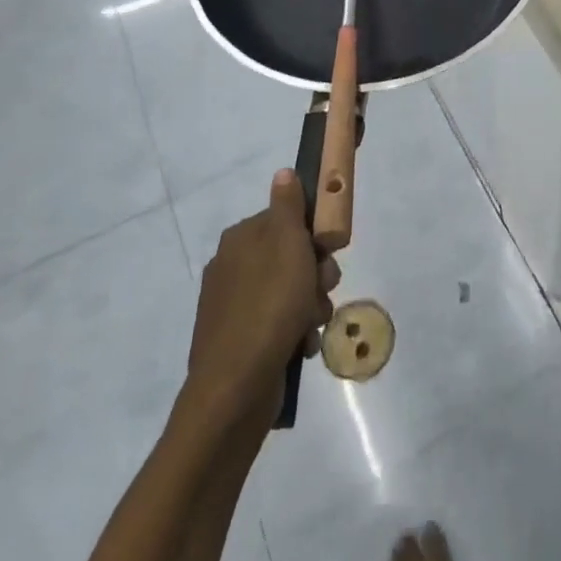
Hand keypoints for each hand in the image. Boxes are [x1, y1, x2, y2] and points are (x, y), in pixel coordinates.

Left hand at [187, 170, 339, 426]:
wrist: (236, 388)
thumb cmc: (270, 305)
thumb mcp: (288, 245)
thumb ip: (288, 206)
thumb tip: (282, 172)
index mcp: (240, 239)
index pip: (286, 221)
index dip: (313, 235)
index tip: (329, 251)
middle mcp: (232, 268)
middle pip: (290, 257)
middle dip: (315, 274)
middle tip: (323, 288)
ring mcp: (232, 307)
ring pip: (289, 292)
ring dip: (310, 305)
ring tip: (313, 324)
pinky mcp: (238, 341)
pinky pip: (278, 325)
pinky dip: (294, 332)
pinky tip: (301, 346)